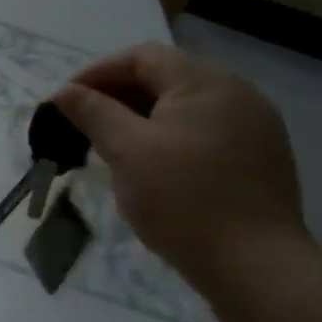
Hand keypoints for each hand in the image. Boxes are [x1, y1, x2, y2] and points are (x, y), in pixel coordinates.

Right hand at [51, 44, 308, 290]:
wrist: (254, 263)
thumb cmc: (183, 199)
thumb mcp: (127, 151)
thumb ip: (93, 113)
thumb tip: (63, 92)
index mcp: (205, 83)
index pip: (141, 57)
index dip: (97, 74)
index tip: (65, 103)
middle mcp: (236, 93)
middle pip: (165, 78)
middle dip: (117, 95)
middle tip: (82, 125)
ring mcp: (253, 126)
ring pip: (184, 106)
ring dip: (141, 117)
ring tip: (111, 146)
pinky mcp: (259, 157)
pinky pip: (203, 130)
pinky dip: (168, 136)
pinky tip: (152, 166)